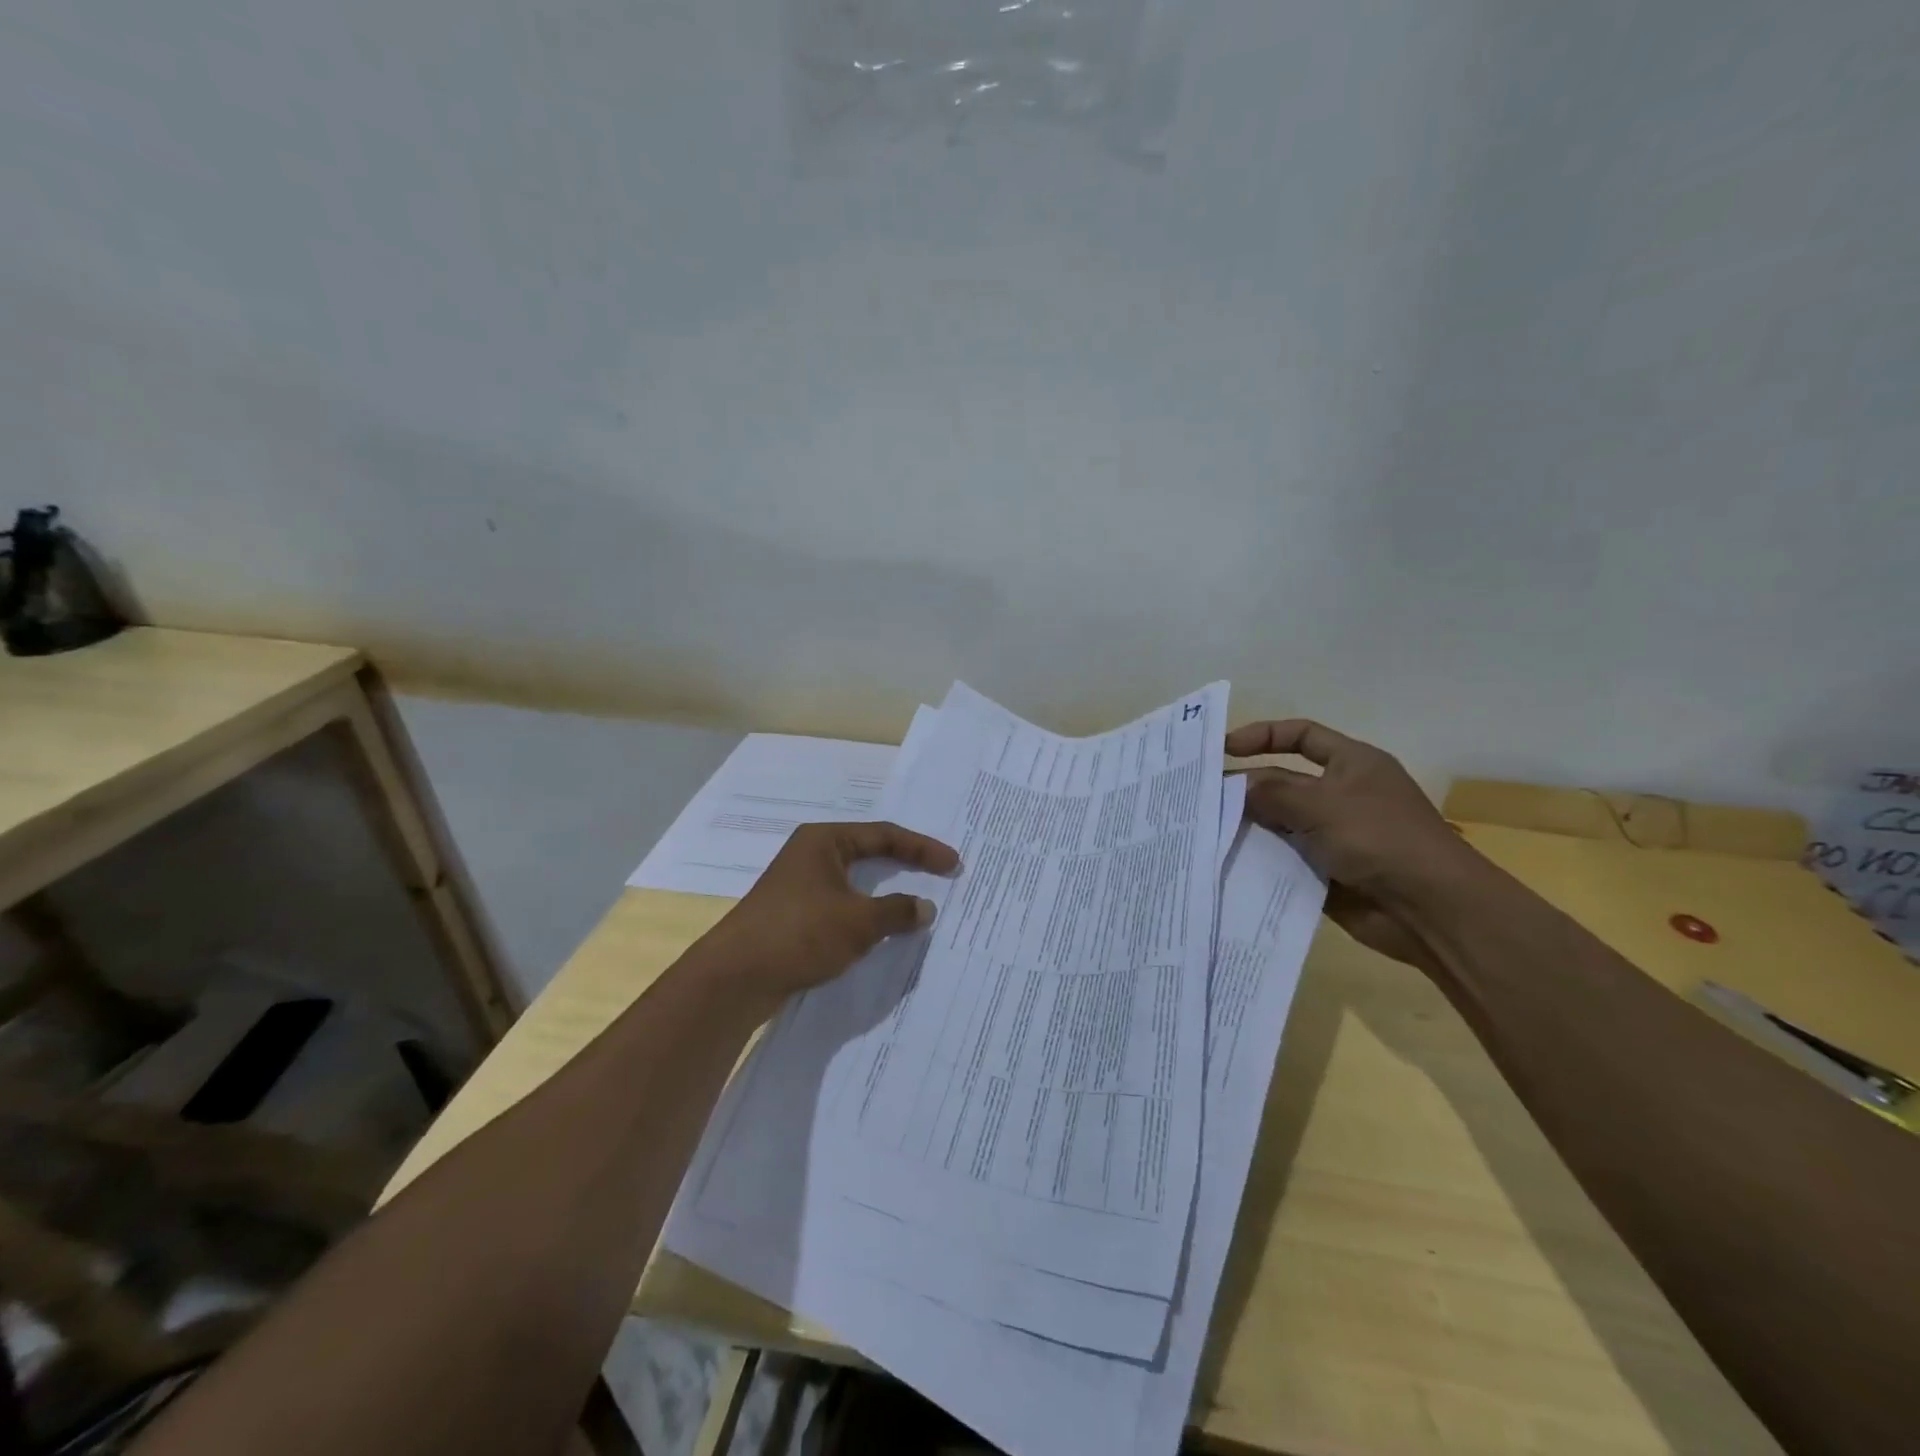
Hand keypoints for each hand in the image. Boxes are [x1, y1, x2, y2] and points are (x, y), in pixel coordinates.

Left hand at [697, 821, 959, 1011]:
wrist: (735, 977)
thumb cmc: (799, 933)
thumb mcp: (857, 921)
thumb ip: (896, 911)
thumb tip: (925, 908)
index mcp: (824, 841)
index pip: (884, 835)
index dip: (922, 848)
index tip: (953, 864)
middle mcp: (811, 855)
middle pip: (869, 853)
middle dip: (906, 864)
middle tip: (940, 875)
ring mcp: (801, 885)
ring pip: (855, 882)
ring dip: (886, 893)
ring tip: (918, 903)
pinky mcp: (795, 914)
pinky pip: (842, 905)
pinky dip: (866, 913)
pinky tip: (883, 929)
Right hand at [1226, 719, 1477, 969]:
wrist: (1430, 910)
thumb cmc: (1381, 839)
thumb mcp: (1322, 804)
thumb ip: (1273, 793)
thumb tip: (1235, 787)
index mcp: (1352, 764)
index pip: (1301, 735)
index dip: (1263, 736)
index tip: (1224, 749)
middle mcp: (1341, 795)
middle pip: (1283, 781)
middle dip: (1246, 787)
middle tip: (1201, 797)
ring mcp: (1333, 835)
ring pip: (1279, 822)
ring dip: (1249, 825)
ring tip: (1205, 828)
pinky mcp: (1326, 871)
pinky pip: (1284, 859)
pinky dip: (1260, 858)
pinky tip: (1228, 861)